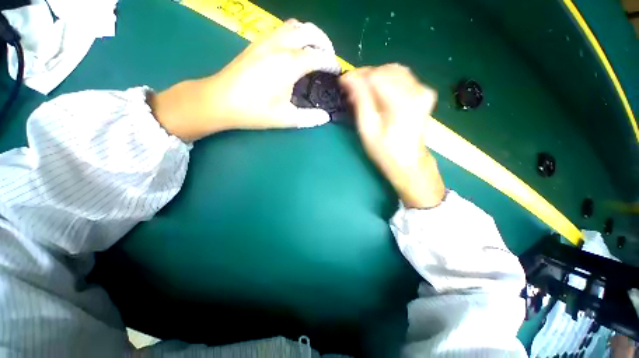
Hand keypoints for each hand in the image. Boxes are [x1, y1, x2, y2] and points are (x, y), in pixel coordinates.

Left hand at [150, 19, 340, 141]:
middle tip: (328, 58)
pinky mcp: (256, 43)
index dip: (330, 63)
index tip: (336, 72)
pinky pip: (281, 30)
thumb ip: (309, 118)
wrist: (219, 100)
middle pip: (308, 31)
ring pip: (294, 26)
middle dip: (323, 42)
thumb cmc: (253, 111)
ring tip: (313, 51)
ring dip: (308, 35)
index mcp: (289, 64)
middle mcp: (279, 46)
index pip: (318, 56)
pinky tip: (293, 51)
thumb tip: (325, 117)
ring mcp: (266, 42)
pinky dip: (294, 35)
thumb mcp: (285, 118)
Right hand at [340, 64, 444, 207]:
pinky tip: (376, 92)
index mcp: (402, 102)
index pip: (376, 76)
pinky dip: (386, 81)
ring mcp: (423, 90)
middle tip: (350, 89)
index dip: (357, 76)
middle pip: (386, 70)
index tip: (343, 82)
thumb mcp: (367, 129)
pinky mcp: (423, 93)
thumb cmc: (385, 151)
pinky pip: (402, 77)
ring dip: (375, 78)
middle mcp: (417, 91)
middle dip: (365, 76)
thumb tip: (348, 79)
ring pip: (394, 71)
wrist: (408, 162)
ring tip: (361, 92)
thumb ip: (360, 101)